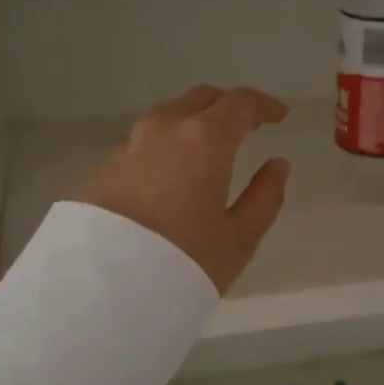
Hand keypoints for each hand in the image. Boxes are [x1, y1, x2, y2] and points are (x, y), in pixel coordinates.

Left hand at [75, 85, 291, 293]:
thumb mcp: (238, 239)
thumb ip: (264, 197)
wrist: (105, 285)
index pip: (240, 103)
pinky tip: (170, 170)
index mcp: (205, 139)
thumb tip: (277, 166)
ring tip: (207, 147)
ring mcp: (130, 144)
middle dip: (227, 106)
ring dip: (192, 120)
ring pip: (167, 115)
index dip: (264, 106)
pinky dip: (165, 144)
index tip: (279, 116)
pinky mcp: (104, 166)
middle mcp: (165, 129)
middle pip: (200, 99)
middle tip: (246, 126)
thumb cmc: (184, 260)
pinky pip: (143, 140)